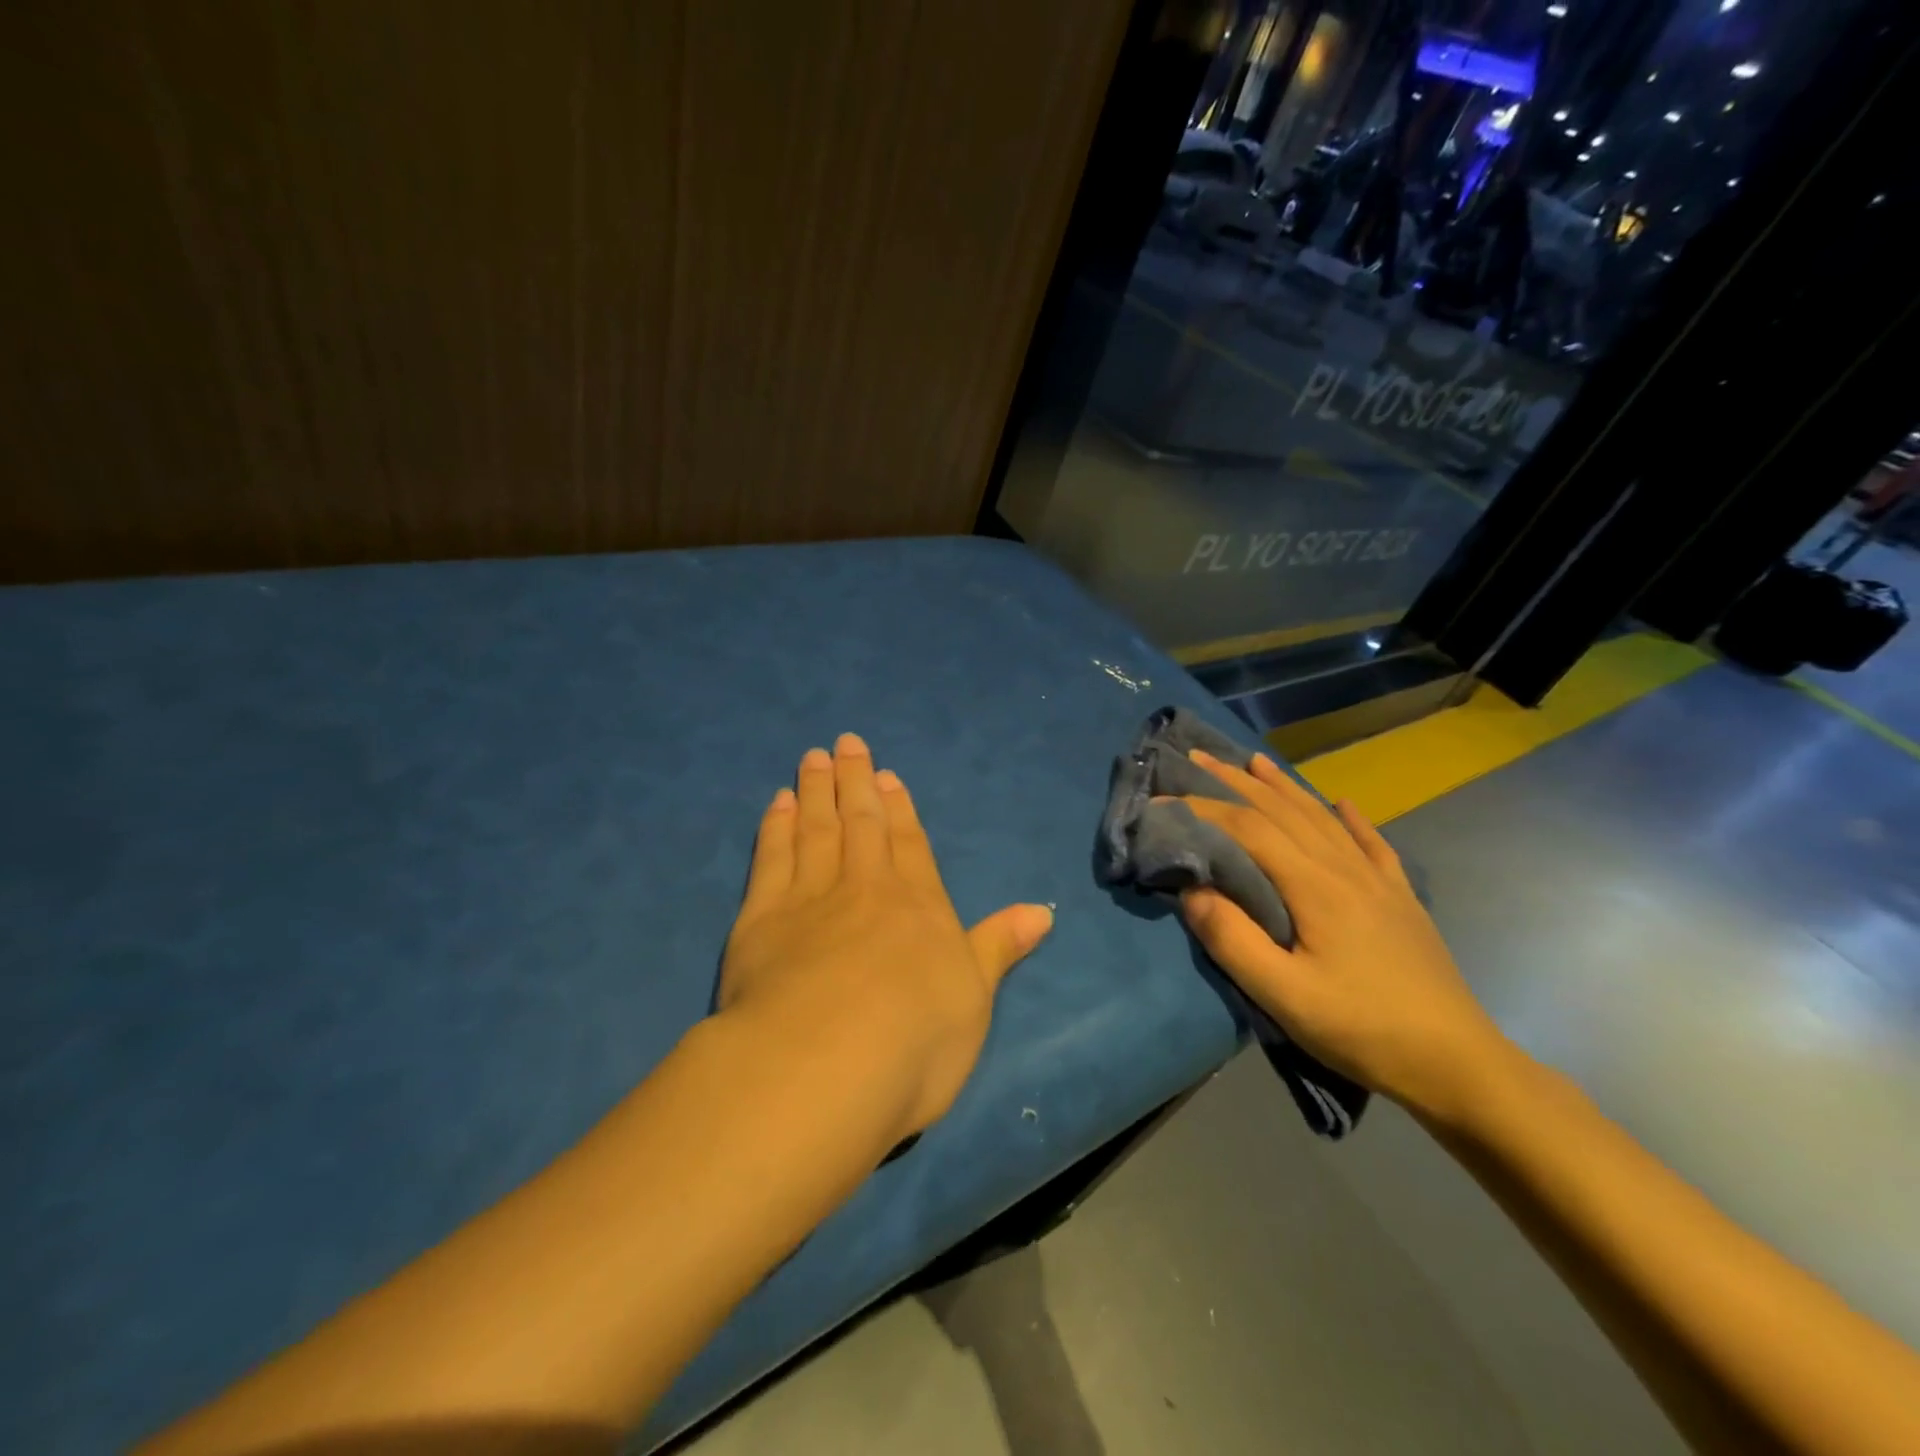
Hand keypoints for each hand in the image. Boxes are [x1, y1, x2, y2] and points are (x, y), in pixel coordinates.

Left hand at [717, 734, 1053, 1146]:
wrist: (825, 1063)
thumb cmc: (915, 1040)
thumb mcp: (975, 998)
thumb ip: (999, 947)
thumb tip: (1043, 911)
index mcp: (918, 907)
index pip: (910, 846)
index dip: (900, 810)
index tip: (886, 777)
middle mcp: (866, 889)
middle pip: (861, 824)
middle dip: (855, 783)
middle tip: (846, 743)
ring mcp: (810, 899)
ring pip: (815, 830)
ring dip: (815, 792)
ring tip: (813, 759)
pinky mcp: (761, 919)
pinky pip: (771, 858)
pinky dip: (776, 828)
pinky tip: (778, 805)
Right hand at [1174, 750, 1509, 1121]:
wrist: (1456, 1064)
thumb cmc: (1362, 1030)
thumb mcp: (1284, 996)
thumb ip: (1232, 940)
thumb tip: (1191, 889)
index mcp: (1315, 886)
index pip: (1249, 828)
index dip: (1202, 808)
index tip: (1161, 801)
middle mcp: (1345, 869)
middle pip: (1283, 810)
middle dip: (1235, 781)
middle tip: (1198, 757)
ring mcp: (1378, 881)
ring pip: (1322, 817)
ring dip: (1283, 787)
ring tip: (1254, 761)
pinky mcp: (1400, 899)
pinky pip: (1371, 843)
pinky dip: (1351, 818)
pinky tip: (1342, 803)